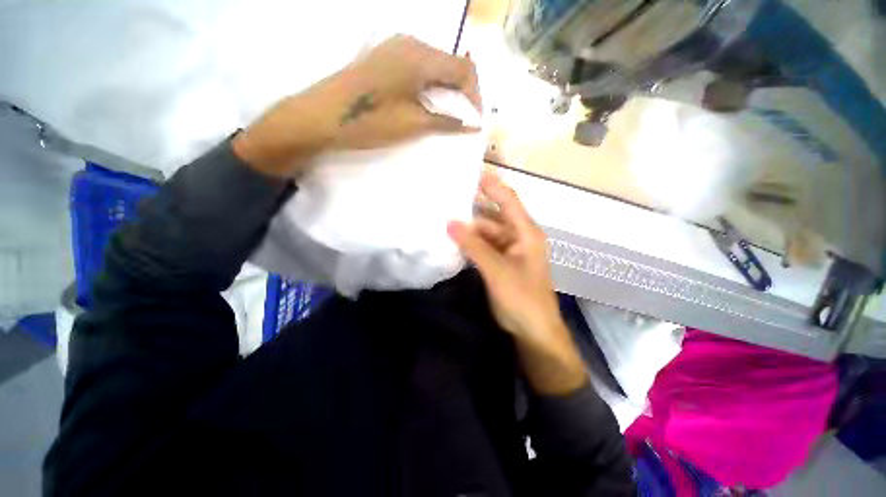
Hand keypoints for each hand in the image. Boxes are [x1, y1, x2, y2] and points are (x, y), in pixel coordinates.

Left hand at [233, 35, 480, 176]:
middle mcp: (410, 43)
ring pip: (435, 68)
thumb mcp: (413, 124)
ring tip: (446, 119)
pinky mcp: (385, 59)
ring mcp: (395, 48)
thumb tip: (473, 124)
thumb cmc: (369, 121)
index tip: (475, 122)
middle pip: (450, 65)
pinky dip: (430, 89)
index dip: (475, 97)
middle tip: (462, 123)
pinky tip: (427, 106)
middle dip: (461, 95)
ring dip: (446, 93)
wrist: (321, 116)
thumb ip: (447, 120)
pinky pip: (419, 69)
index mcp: (420, 56)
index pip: (463, 70)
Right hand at [448, 172, 586, 394]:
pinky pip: (484, 247)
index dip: (491, 185)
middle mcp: (518, 236)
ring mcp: (509, 250)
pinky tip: (454, 241)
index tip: (469, 172)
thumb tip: (450, 223)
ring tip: (444, 220)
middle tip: (446, 200)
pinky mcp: (501, 263)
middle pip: (493, 216)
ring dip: (468, 229)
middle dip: (471, 210)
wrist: (534, 332)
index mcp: (526, 232)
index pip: (508, 200)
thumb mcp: (497, 270)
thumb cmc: (522, 299)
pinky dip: (470, 244)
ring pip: (486, 233)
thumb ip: (474, 246)